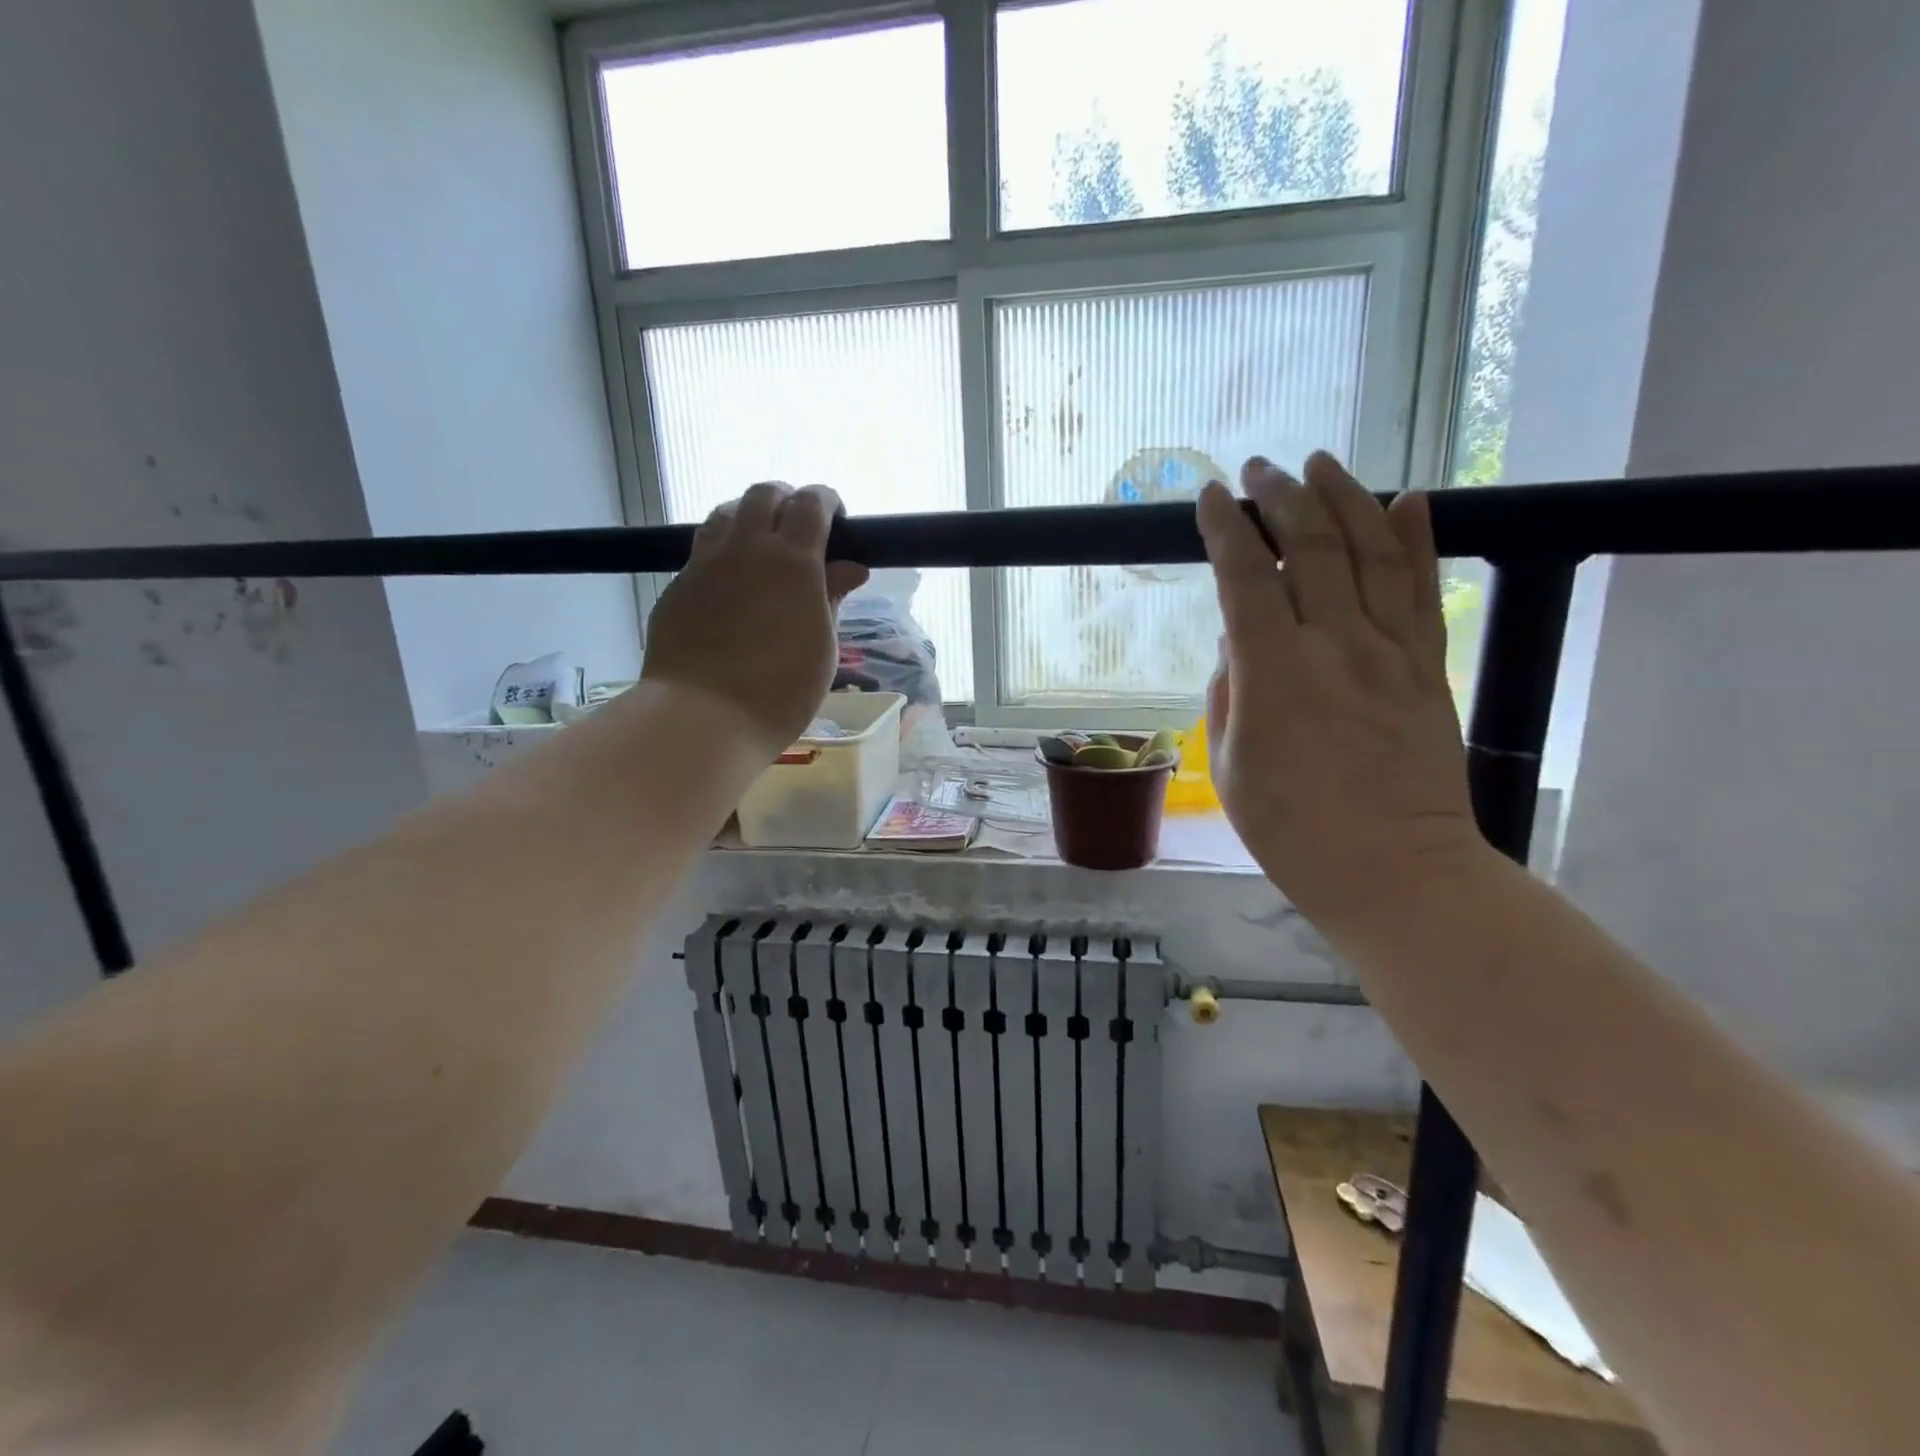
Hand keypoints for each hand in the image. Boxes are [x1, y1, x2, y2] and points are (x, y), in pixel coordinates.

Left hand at [641, 483, 868, 757]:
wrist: (703, 718)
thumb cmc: (781, 690)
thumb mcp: (823, 646)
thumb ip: (832, 598)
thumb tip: (850, 568)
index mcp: (791, 559)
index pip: (811, 503)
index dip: (827, 502)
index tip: (837, 522)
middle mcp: (744, 548)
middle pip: (763, 494)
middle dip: (787, 501)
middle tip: (801, 532)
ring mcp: (703, 564)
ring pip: (725, 514)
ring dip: (749, 518)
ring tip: (762, 549)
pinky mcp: (676, 587)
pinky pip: (701, 551)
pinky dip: (723, 553)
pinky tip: (731, 587)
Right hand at [1196, 452, 1484, 934]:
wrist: (1397, 873)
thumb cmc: (1293, 830)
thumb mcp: (1231, 765)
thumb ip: (1229, 693)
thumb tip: (1239, 645)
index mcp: (1274, 673)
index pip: (1245, 577)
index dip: (1225, 530)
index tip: (1210, 498)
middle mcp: (1335, 645)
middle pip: (1311, 548)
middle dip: (1280, 499)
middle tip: (1260, 470)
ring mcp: (1390, 652)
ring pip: (1371, 552)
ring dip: (1343, 498)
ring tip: (1321, 463)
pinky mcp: (1428, 668)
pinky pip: (1423, 590)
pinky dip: (1416, 539)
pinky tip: (1410, 498)